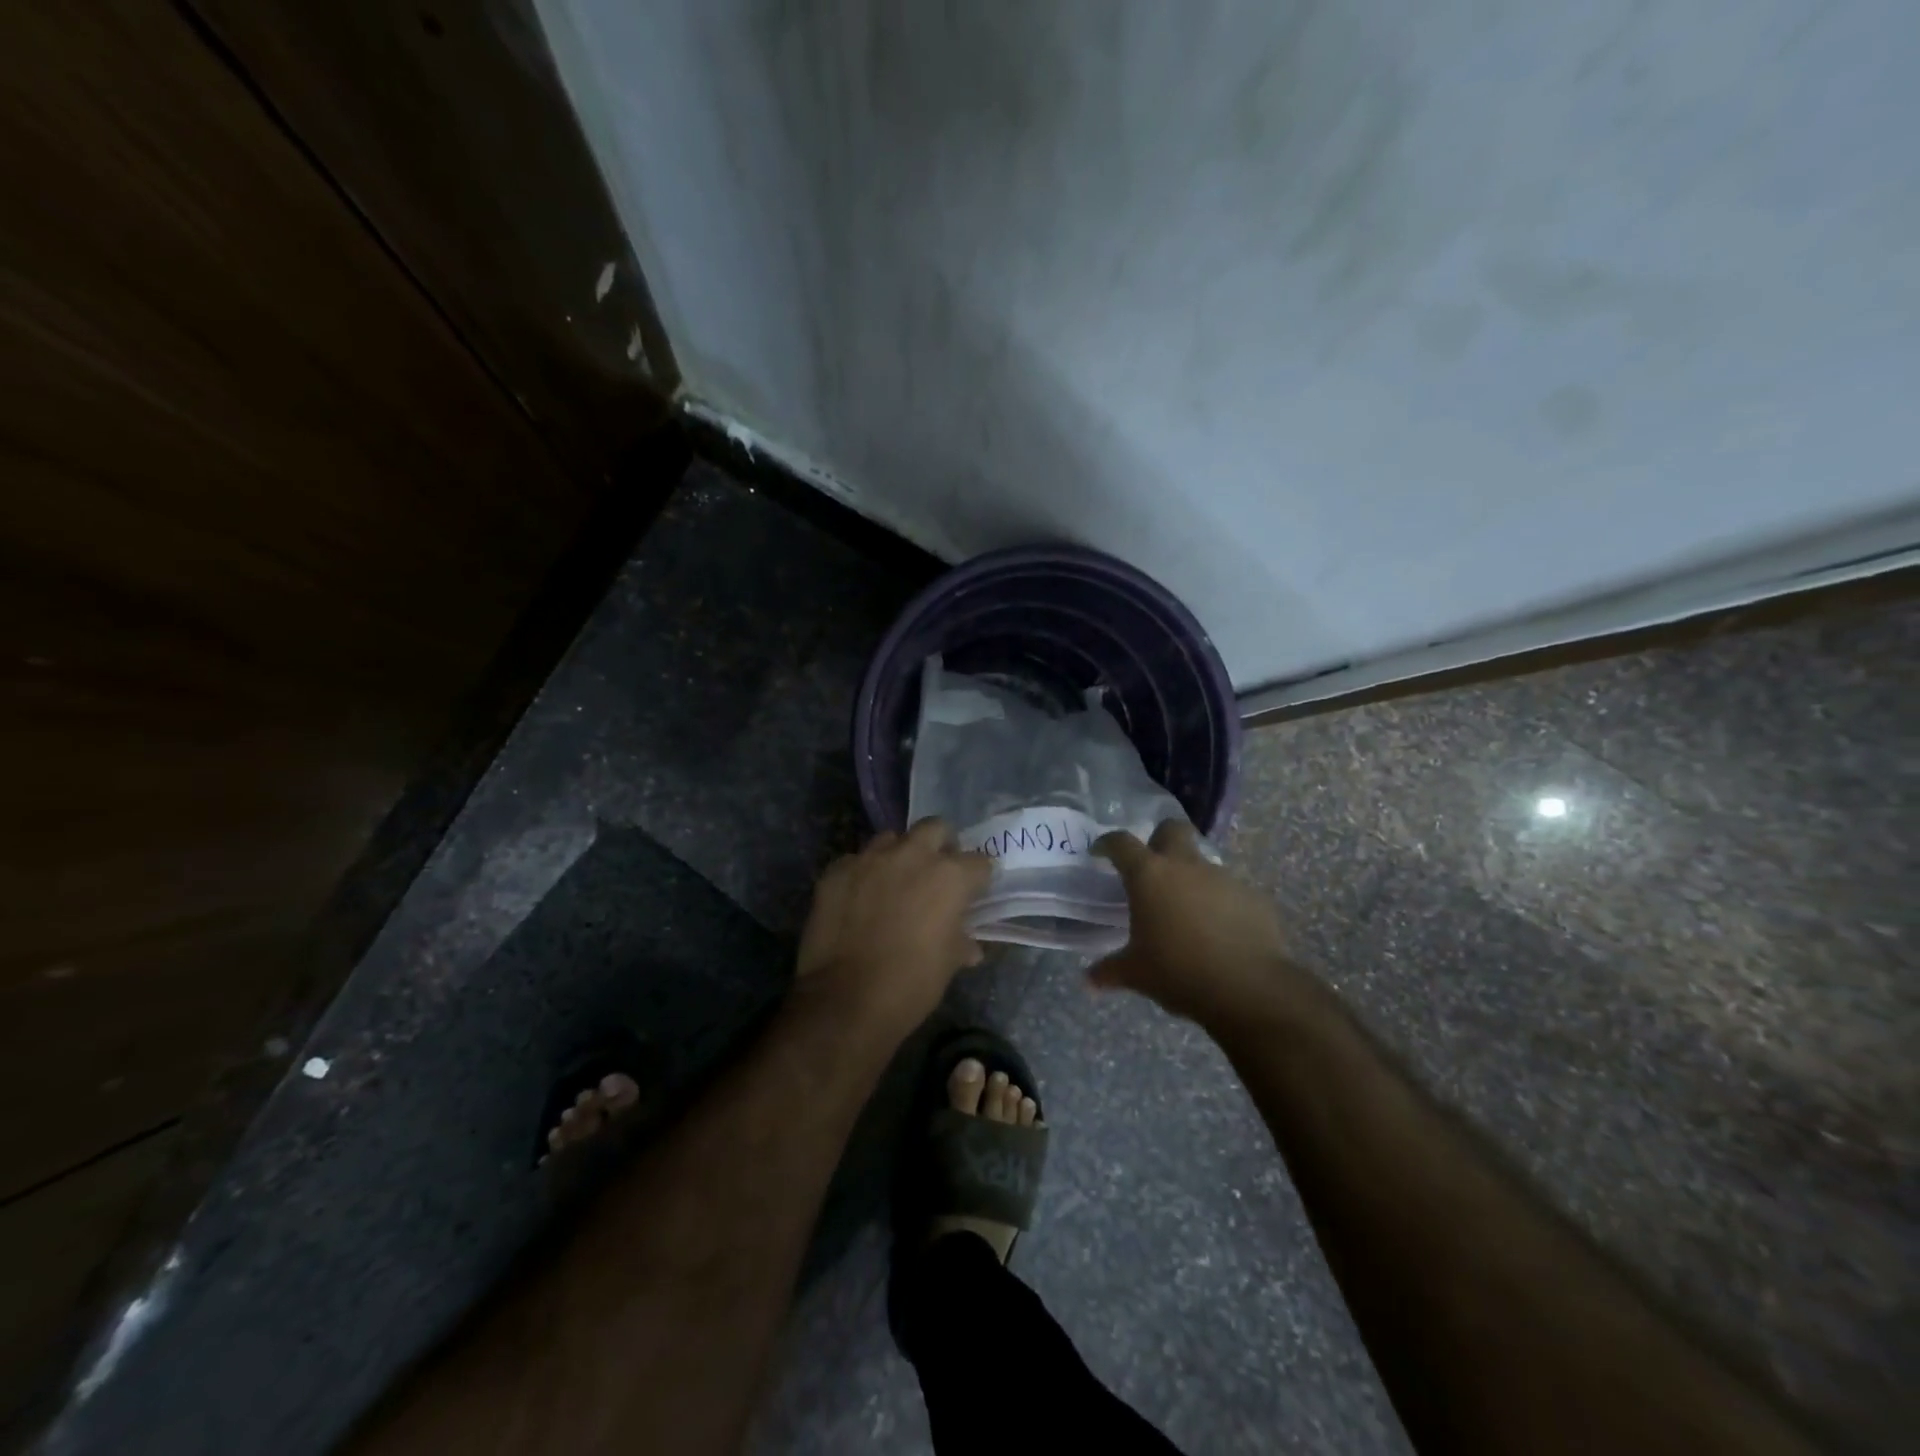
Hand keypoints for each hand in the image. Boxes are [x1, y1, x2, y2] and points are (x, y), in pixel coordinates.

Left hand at [795, 818, 992, 1039]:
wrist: (845, 1000)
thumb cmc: (910, 985)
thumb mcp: (947, 965)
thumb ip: (960, 943)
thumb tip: (969, 947)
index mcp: (950, 876)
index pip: (979, 862)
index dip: (978, 878)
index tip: (974, 892)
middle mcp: (912, 855)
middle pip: (935, 828)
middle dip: (941, 845)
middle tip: (936, 871)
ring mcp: (870, 858)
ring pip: (891, 838)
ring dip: (898, 854)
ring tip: (894, 881)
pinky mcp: (837, 870)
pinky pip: (856, 860)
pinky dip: (862, 874)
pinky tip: (858, 897)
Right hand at [1092, 820, 1307, 1025]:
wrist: (1247, 988)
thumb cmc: (1178, 972)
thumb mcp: (1136, 974)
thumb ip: (1109, 971)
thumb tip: (1089, 980)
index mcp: (1149, 875)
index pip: (1121, 843)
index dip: (1108, 843)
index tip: (1100, 852)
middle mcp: (1185, 866)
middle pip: (1172, 829)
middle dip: (1160, 838)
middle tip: (1153, 866)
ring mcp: (1223, 878)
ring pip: (1203, 864)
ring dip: (1192, 879)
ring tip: (1187, 913)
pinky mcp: (1252, 897)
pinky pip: (1230, 892)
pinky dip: (1220, 905)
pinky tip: (1219, 933)